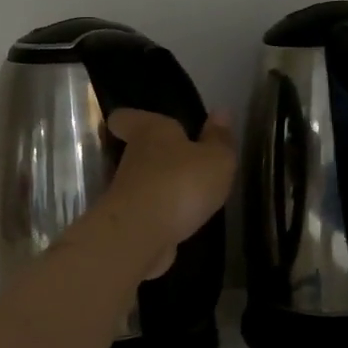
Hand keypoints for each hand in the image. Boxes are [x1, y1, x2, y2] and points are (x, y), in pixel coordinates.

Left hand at [102, 108, 236, 278]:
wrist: (141, 236)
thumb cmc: (180, 183)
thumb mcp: (215, 159)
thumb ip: (219, 139)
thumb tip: (221, 111)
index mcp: (150, 132)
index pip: (126, 117)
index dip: (130, 118)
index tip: (138, 122)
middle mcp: (133, 159)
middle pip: (138, 152)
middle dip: (157, 156)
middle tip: (182, 160)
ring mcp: (127, 194)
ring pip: (143, 183)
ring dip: (162, 188)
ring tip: (190, 194)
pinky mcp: (131, 224)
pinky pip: (148, 213)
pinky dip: (162, 216)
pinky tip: (182, 222)